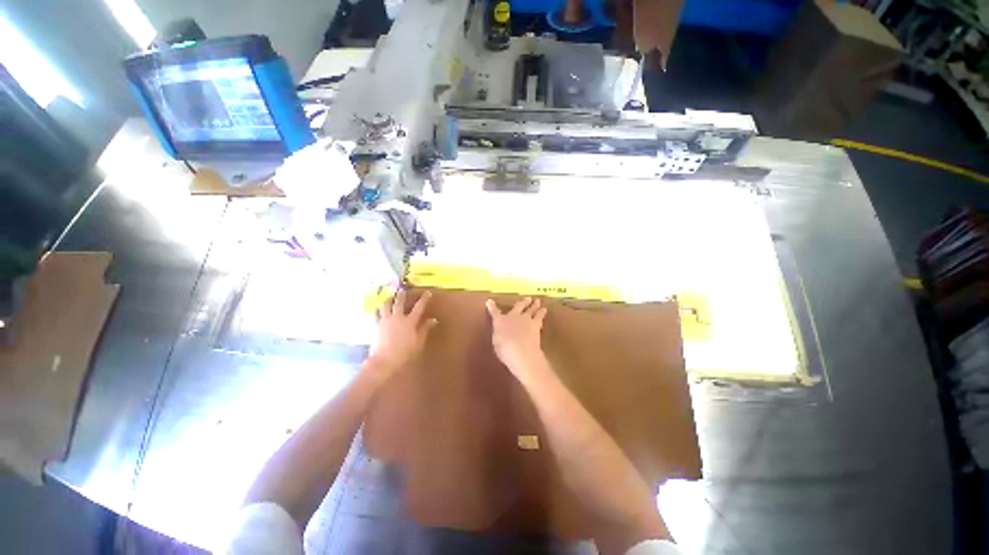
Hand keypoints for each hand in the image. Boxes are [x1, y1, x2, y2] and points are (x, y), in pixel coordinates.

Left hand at [369, 290, 437, 377]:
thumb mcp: (418, 342)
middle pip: (399, 302)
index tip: (428, 292)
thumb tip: (433, 320)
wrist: (384, 361)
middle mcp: (397, 317)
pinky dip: (379, 310)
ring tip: (390, 297)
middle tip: (403, 290)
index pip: (419, 307)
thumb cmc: (404, 353)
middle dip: (402, 295)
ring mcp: (385, 320)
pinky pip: (376, 314)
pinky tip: (379, 309)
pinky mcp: (376, 325)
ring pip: (386, 305)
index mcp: (410, 321)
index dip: (424, 299)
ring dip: (389, 300)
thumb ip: (425, 329)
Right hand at [486, 297, 547, 372]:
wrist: (521, 351)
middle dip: (522, 302)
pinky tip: (544, 310)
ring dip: (534, 305)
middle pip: (518, 306)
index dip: (492, 306)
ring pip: (530, 308)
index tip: (490, 301)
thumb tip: (500, 331)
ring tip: (537, 301)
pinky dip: (542, 312)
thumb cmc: (505, 350)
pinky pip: (539, 315)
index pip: (494, 312)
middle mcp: (513, 316)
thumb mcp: (497, 342)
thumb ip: (499, 334)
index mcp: (500, 321)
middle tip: (527, 298)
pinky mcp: (536, 323)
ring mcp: (525, 318)